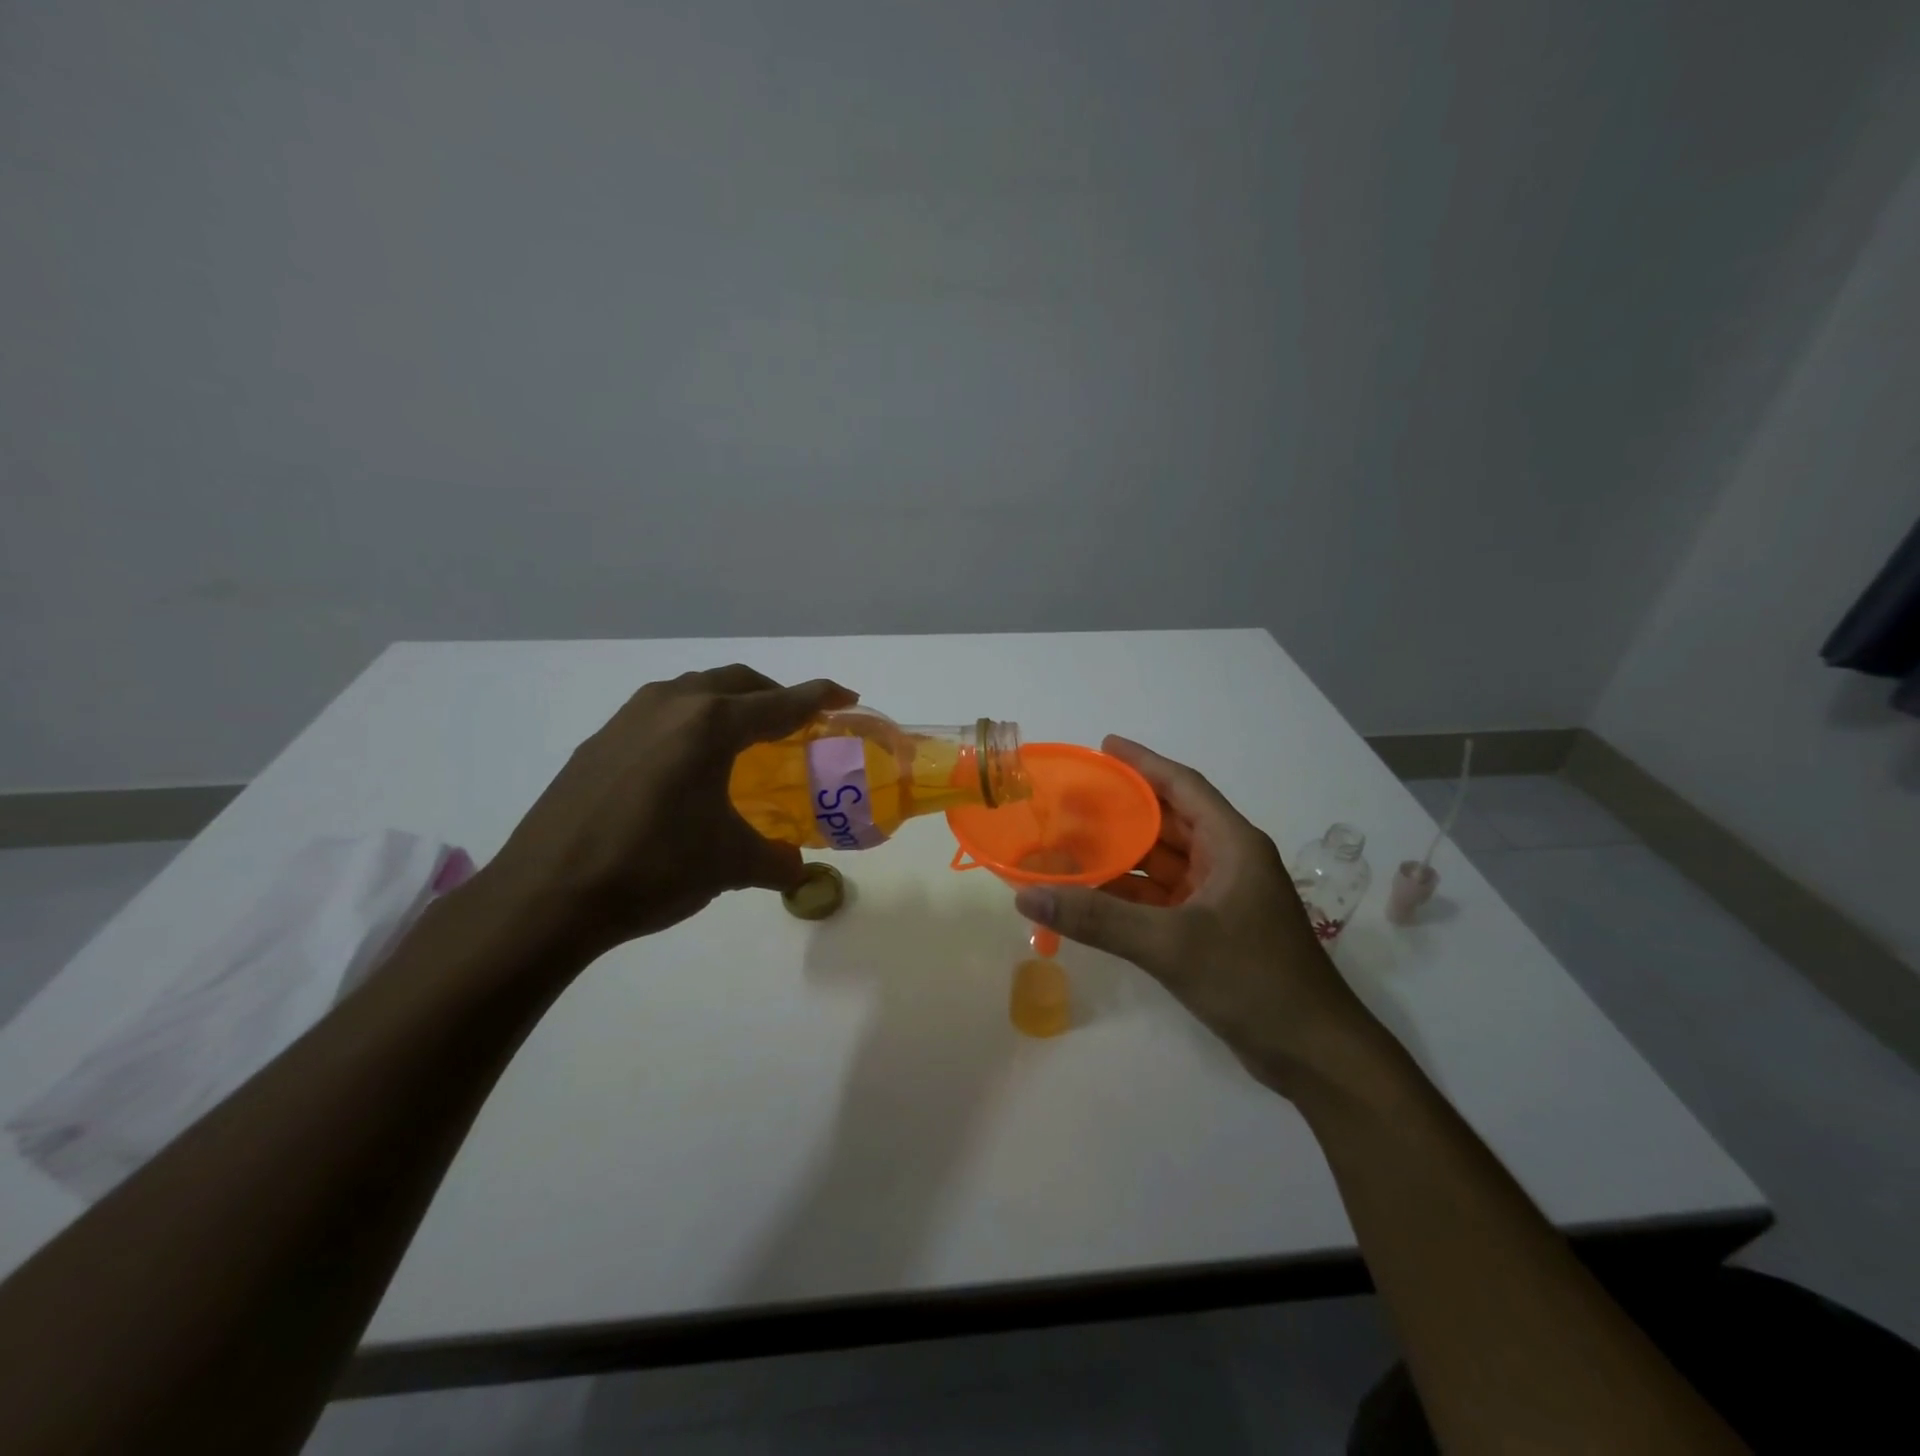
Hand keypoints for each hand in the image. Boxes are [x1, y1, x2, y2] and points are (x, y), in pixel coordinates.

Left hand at [480, 665, 855, 958]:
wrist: (546, 895)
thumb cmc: (654, 868)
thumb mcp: (729, 865)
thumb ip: (776, 861)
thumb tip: (797, 870)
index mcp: (711, 724)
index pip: (780, 702)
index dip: (819, 697)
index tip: (846, 696)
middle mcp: (671, 705)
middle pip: (736, 682)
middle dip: (773, 694)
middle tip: (796, 720)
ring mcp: (628, 719)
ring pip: (693, 691)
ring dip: (726, 703)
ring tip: (742, 737)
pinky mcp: (599, 741)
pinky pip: (660, 713)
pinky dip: (689, 722)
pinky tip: (686, 763)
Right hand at [1014, 736, 1366, 1090]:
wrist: (1314, 1054)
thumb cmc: (1253, 980)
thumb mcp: (1172, 945)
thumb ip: (1098, 919)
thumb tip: (1029, 897)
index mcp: (1233, 845)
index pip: (1183, 786)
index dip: (1143, 763)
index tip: (1104, 746)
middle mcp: (1228, 862)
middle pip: (1168, 822)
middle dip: (1122, 810)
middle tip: (1071, 799)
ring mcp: (1221, 899)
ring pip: (1162, 864)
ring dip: (1122, 855)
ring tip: (1070, 842)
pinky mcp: (1212, 932)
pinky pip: (1162, 899)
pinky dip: (1129, 895)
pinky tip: (1091, 895)